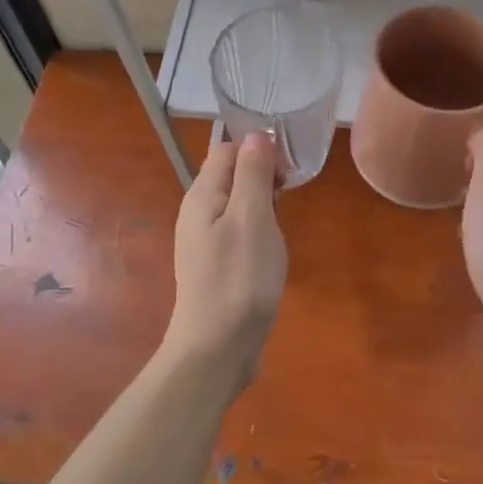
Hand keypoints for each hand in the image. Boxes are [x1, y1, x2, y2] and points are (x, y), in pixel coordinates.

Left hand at [165, 132, 287, 387]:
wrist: (217, 348)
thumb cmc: (239, 278)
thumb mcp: (253, 218)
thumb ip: (253, 174)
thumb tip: (256, 135)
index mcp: (202, 195)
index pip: (227, 150)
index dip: (258, 152)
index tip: (285, 177)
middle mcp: (197, 212)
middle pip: (231, 175)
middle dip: (263, 178)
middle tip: (285, 203)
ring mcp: (204, 240)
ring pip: (237, 203)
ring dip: (262, 206)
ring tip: (279, 230)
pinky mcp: (215, 264)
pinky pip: (238, 230)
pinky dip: (257, 230)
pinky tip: (269, 252)